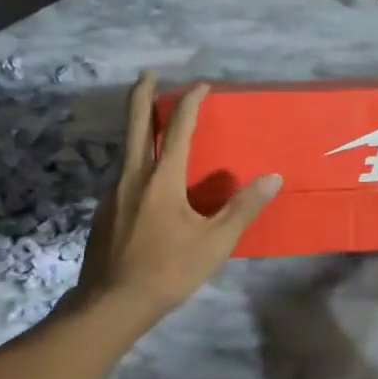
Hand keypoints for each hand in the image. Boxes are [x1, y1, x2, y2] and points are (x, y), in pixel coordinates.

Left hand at [75, 72, 281, 316]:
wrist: (111, 304)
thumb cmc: (168, 270)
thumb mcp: (215, 242)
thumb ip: (243, 208)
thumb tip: (273, 178)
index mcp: (162, 179)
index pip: (178, 129)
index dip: (190, 103)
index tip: (201, 84)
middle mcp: (133, 177)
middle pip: (135, 124)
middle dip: (142, 95)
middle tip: (148, 74)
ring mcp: (113, 194)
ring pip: (126, 149)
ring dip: (138, 127)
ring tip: (153, 124)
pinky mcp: (105, 212)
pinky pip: (123, 175)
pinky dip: (136, 161)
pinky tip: (147, 181)